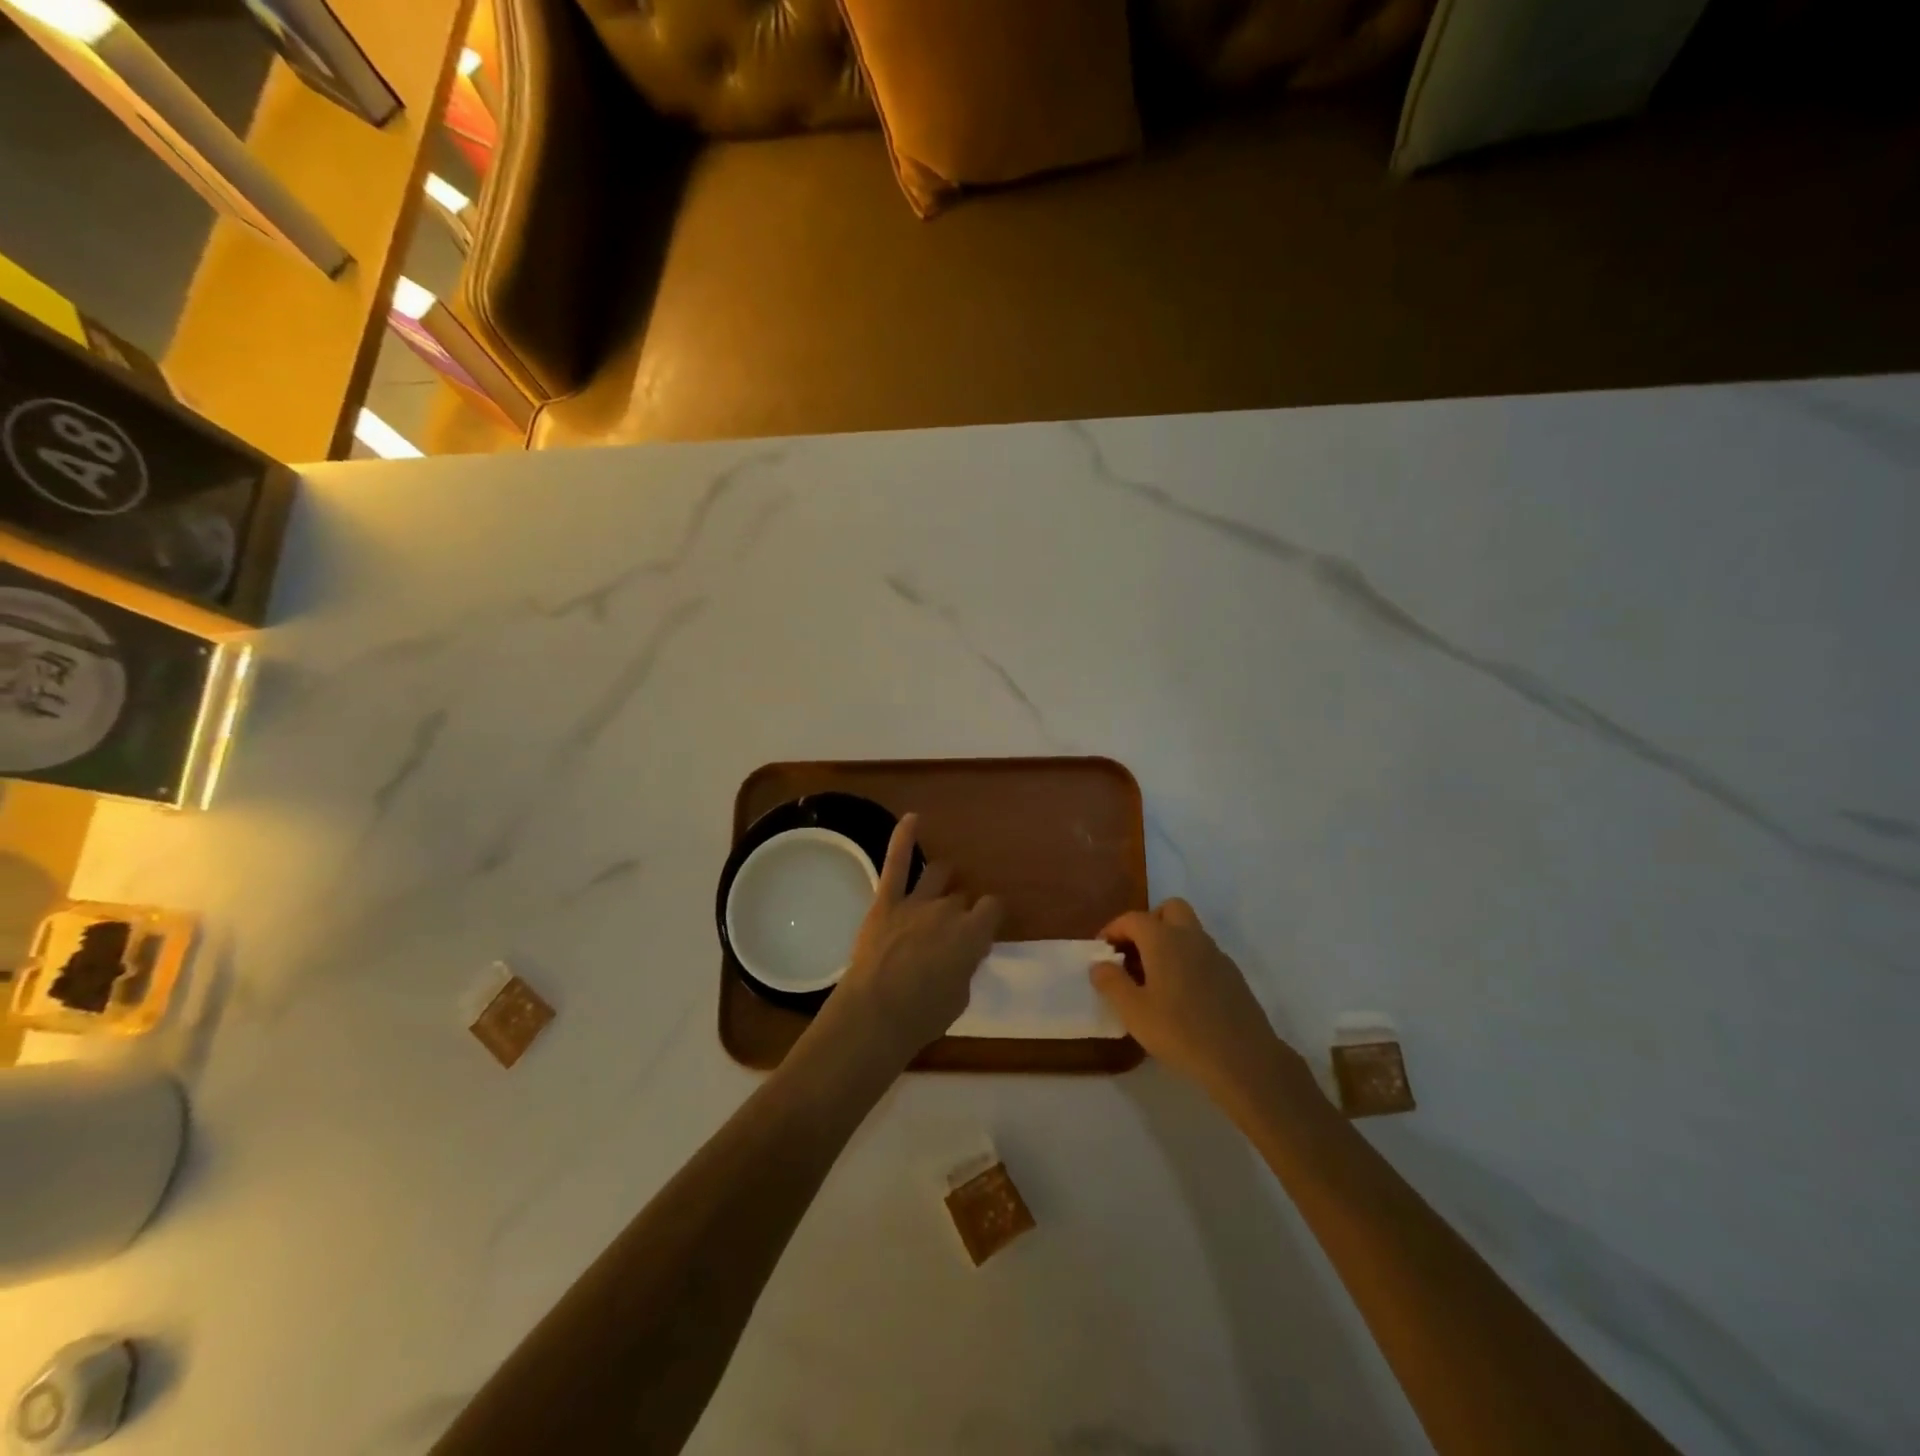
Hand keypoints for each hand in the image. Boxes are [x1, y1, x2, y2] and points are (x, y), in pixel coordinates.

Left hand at [820, 813, 1000, 1071]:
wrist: (876, 1013)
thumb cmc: (923, 1015)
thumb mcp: (959, 996)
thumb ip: (964, 965)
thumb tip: (962, 952)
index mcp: (973, 934)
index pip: (992, 909)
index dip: (989, 916)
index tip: (985, 927)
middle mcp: (948, 910)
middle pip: (961, 898)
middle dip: (960, 909)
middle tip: (951, 929)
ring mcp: (916, 902)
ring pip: (937, 875)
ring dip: (943, 877)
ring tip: (944, 878)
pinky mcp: (886, 901)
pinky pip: (897, 863)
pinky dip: (904, 838)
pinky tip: (912, 818)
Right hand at [1092, 899, 1296, 1102]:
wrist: (1243, 1059)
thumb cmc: (1180, 1031)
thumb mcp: (1134, 1011)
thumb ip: (1112, 983)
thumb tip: (1099, 965)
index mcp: (1164, 940)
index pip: (1133, 919)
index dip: (1113, 930)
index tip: (1102, 951)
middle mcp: (1191, 937)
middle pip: (1169, 910)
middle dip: (1148, 923)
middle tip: (1134, 952)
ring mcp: (1216, 954)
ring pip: (1189, 931)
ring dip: (1169, 941)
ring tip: (1154, 977)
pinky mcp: (1233, 975)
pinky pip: (1203, 953)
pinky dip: (1187, 960)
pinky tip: (1182, 994)